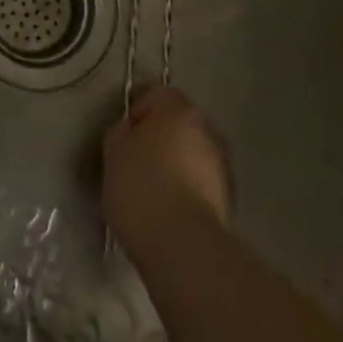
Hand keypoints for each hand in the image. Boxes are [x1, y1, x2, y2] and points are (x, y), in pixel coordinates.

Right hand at [102, 85, 232, 253]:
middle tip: (136, 163)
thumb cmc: (141, 187)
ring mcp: (222, 164)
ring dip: (177, 165)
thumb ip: (122, 132)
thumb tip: (132, 132)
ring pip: (193, 154)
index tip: (124, 140)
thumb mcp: (113, 152)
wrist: (183, 246)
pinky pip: (202, 182)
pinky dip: (189, 189)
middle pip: (179, 124)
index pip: (157, 95)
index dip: (137, 113)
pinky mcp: (229, 198)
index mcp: (179, 109)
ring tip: (154, 192)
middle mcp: (207, 128)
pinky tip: (170, 211)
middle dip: (161, 138)